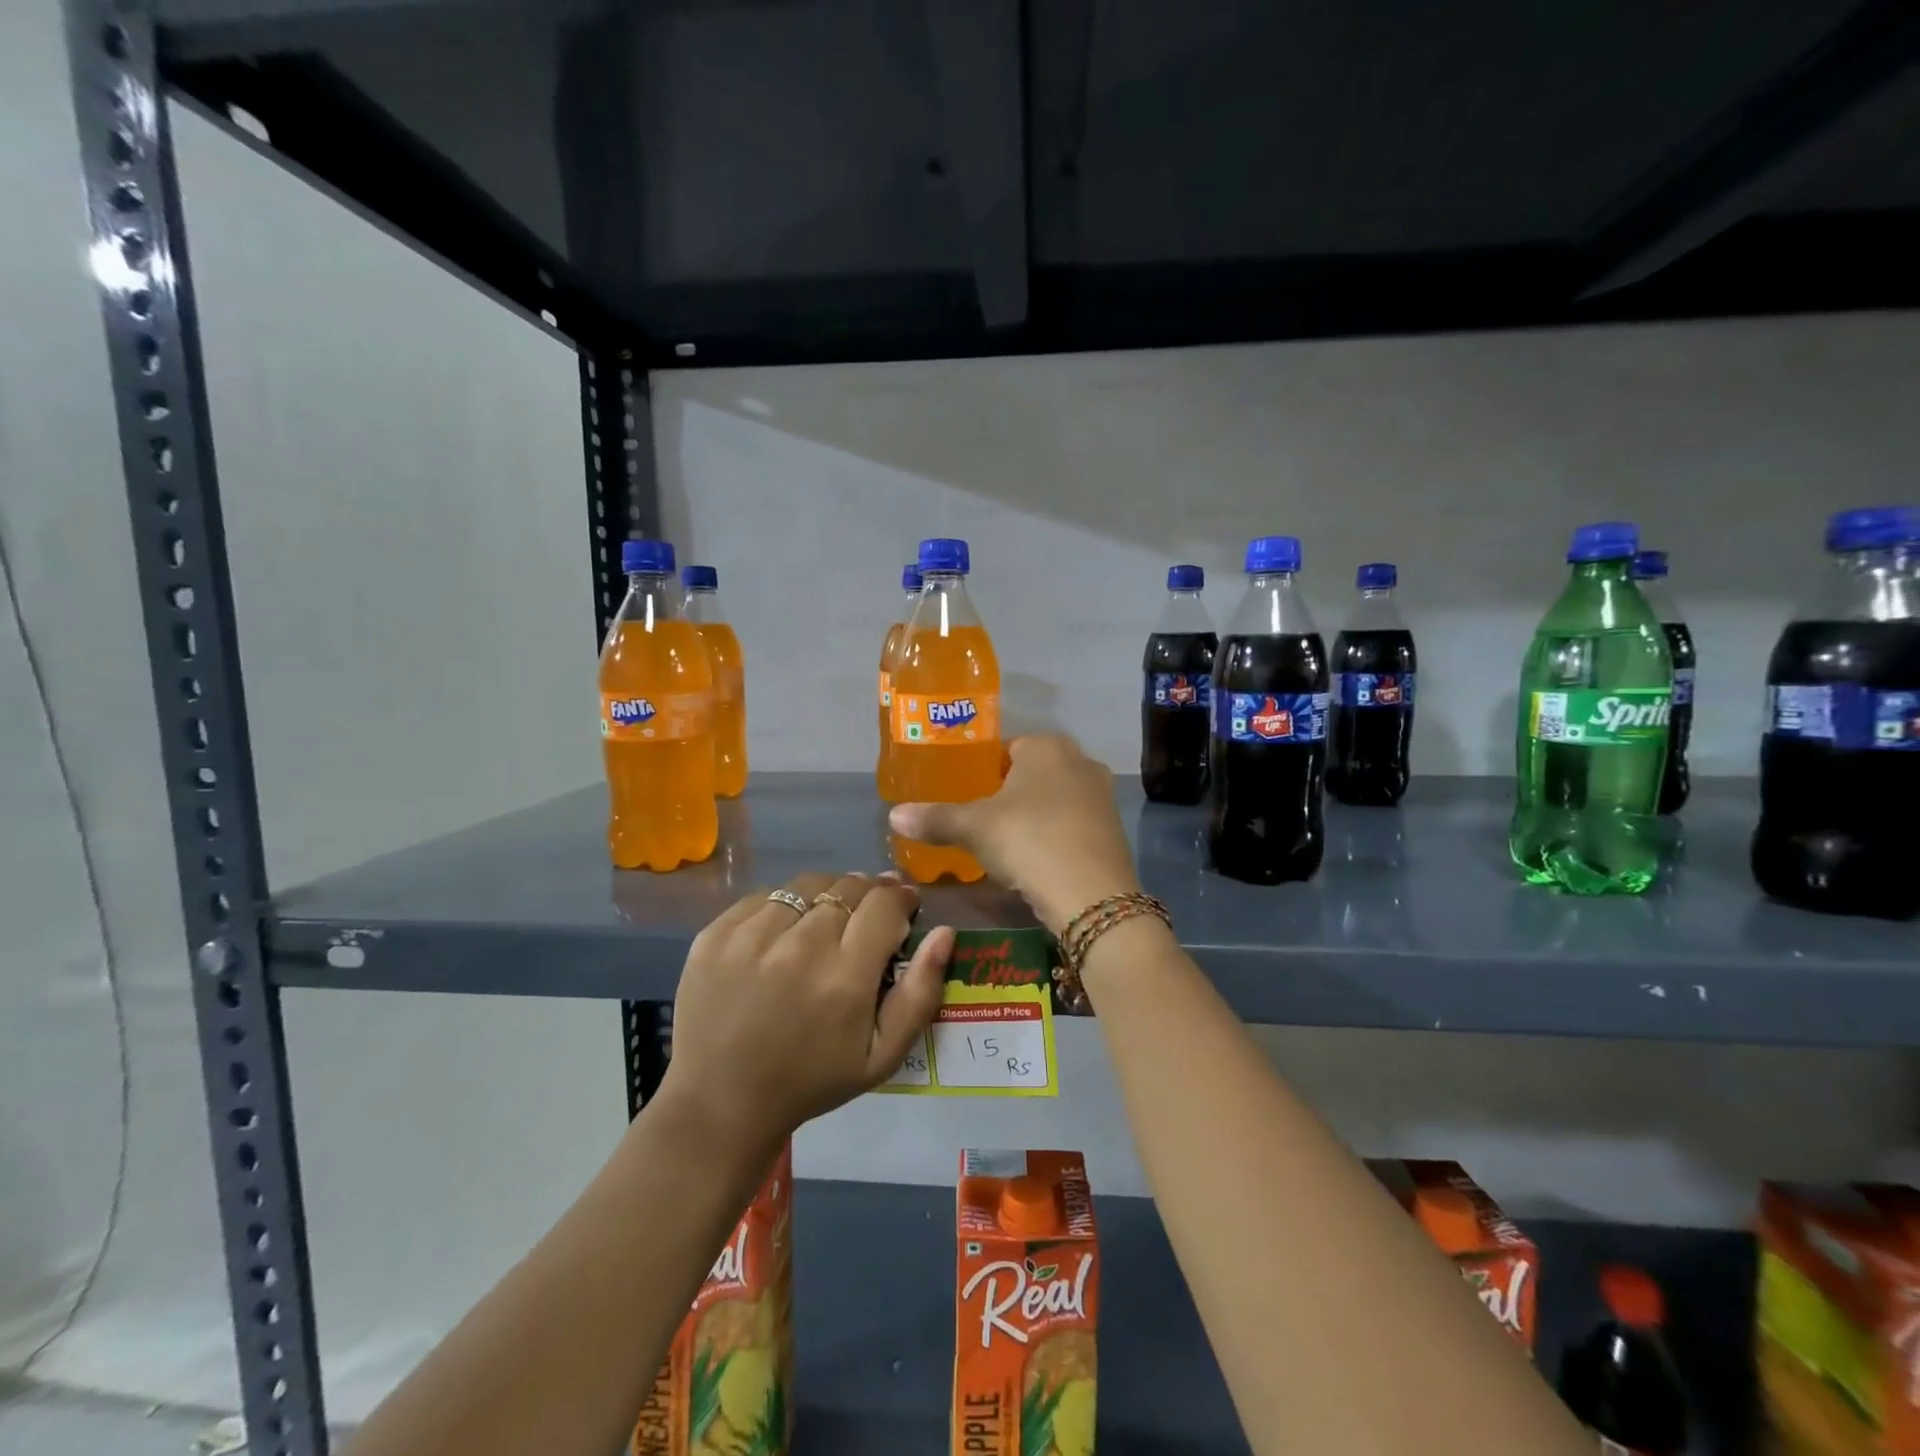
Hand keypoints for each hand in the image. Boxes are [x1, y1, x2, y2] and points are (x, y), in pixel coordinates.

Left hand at [659, 873, 951, 1150]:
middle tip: (867, 918)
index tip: (903, 907)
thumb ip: (921, 993)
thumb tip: (944, 932)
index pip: (885, 902)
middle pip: (848, 886)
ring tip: (825, 921)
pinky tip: (783, 935)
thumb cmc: (811, 1080)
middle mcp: (800, 945)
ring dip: (826, 895)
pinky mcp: (716, 933)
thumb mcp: (882, 1055)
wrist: (720, 1102)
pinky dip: (783, 907)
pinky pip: (764, 896)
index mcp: (846, 976)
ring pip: (807, 885)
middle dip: (868, 895)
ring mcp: (752, 935)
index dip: (900, 898)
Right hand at [888, 733, 1139, 933]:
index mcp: (1046, 746)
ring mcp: (1102, 794)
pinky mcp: (1114, 828)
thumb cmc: (1027, 841)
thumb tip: (894, 815)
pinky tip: (1038, 860)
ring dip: (1034, 816)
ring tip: (1007, 845)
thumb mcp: (973, 829)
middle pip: (1032, 773)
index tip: (967, 798)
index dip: (983, 771)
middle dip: (1009, 794)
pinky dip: (1055, 835)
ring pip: (1055, 798)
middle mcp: (1080, 759)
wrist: (1091, 894)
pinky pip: (1073, 823)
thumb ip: (935, 818)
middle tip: (982, 823)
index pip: (1006, 748)